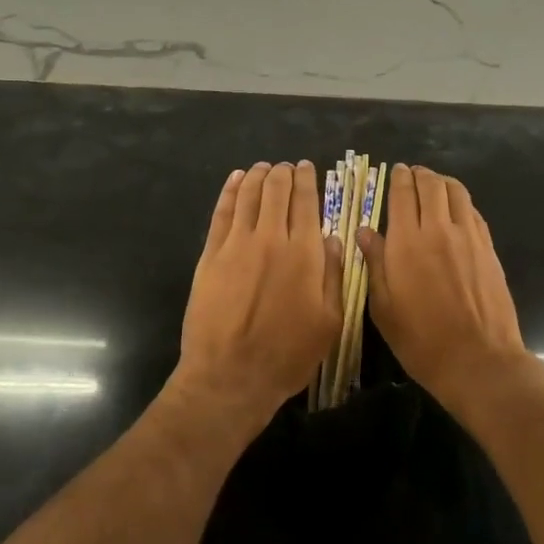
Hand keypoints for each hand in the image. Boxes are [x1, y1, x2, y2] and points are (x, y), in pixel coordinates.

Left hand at [173, 161, 342, 434]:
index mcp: (303, 253)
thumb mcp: (330, 322)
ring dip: (257, 176)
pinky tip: (235, 180)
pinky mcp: (210, 255)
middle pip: (276, 191)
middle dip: (283, 173)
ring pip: (248, 196)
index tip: (307, 167)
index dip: (306, 180)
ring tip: (263, 167)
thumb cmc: (287, 355)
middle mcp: (271, 238)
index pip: (306, 202)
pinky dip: (230, 191)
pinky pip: (222, 212)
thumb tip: (332, 238)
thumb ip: (333, 275)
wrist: (230, 376)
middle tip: (286, 167)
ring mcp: (237, 244)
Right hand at [356, 165, 528, 409]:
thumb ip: (374, 264)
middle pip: (430, 185)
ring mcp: (468, 236)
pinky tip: (456, 209)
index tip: (396, 172)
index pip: (402, 194)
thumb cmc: (421, 340)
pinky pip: (473, 211)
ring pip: (456, 191)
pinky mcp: (488, 247)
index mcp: (406, 242)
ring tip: (435, 184)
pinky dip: (461, 201)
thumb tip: (364, 231)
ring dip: (442, 182)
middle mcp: (438, 229)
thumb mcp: (383, 308)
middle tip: (413, 175)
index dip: (398, 178)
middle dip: (420, 175)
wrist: (478, 359)